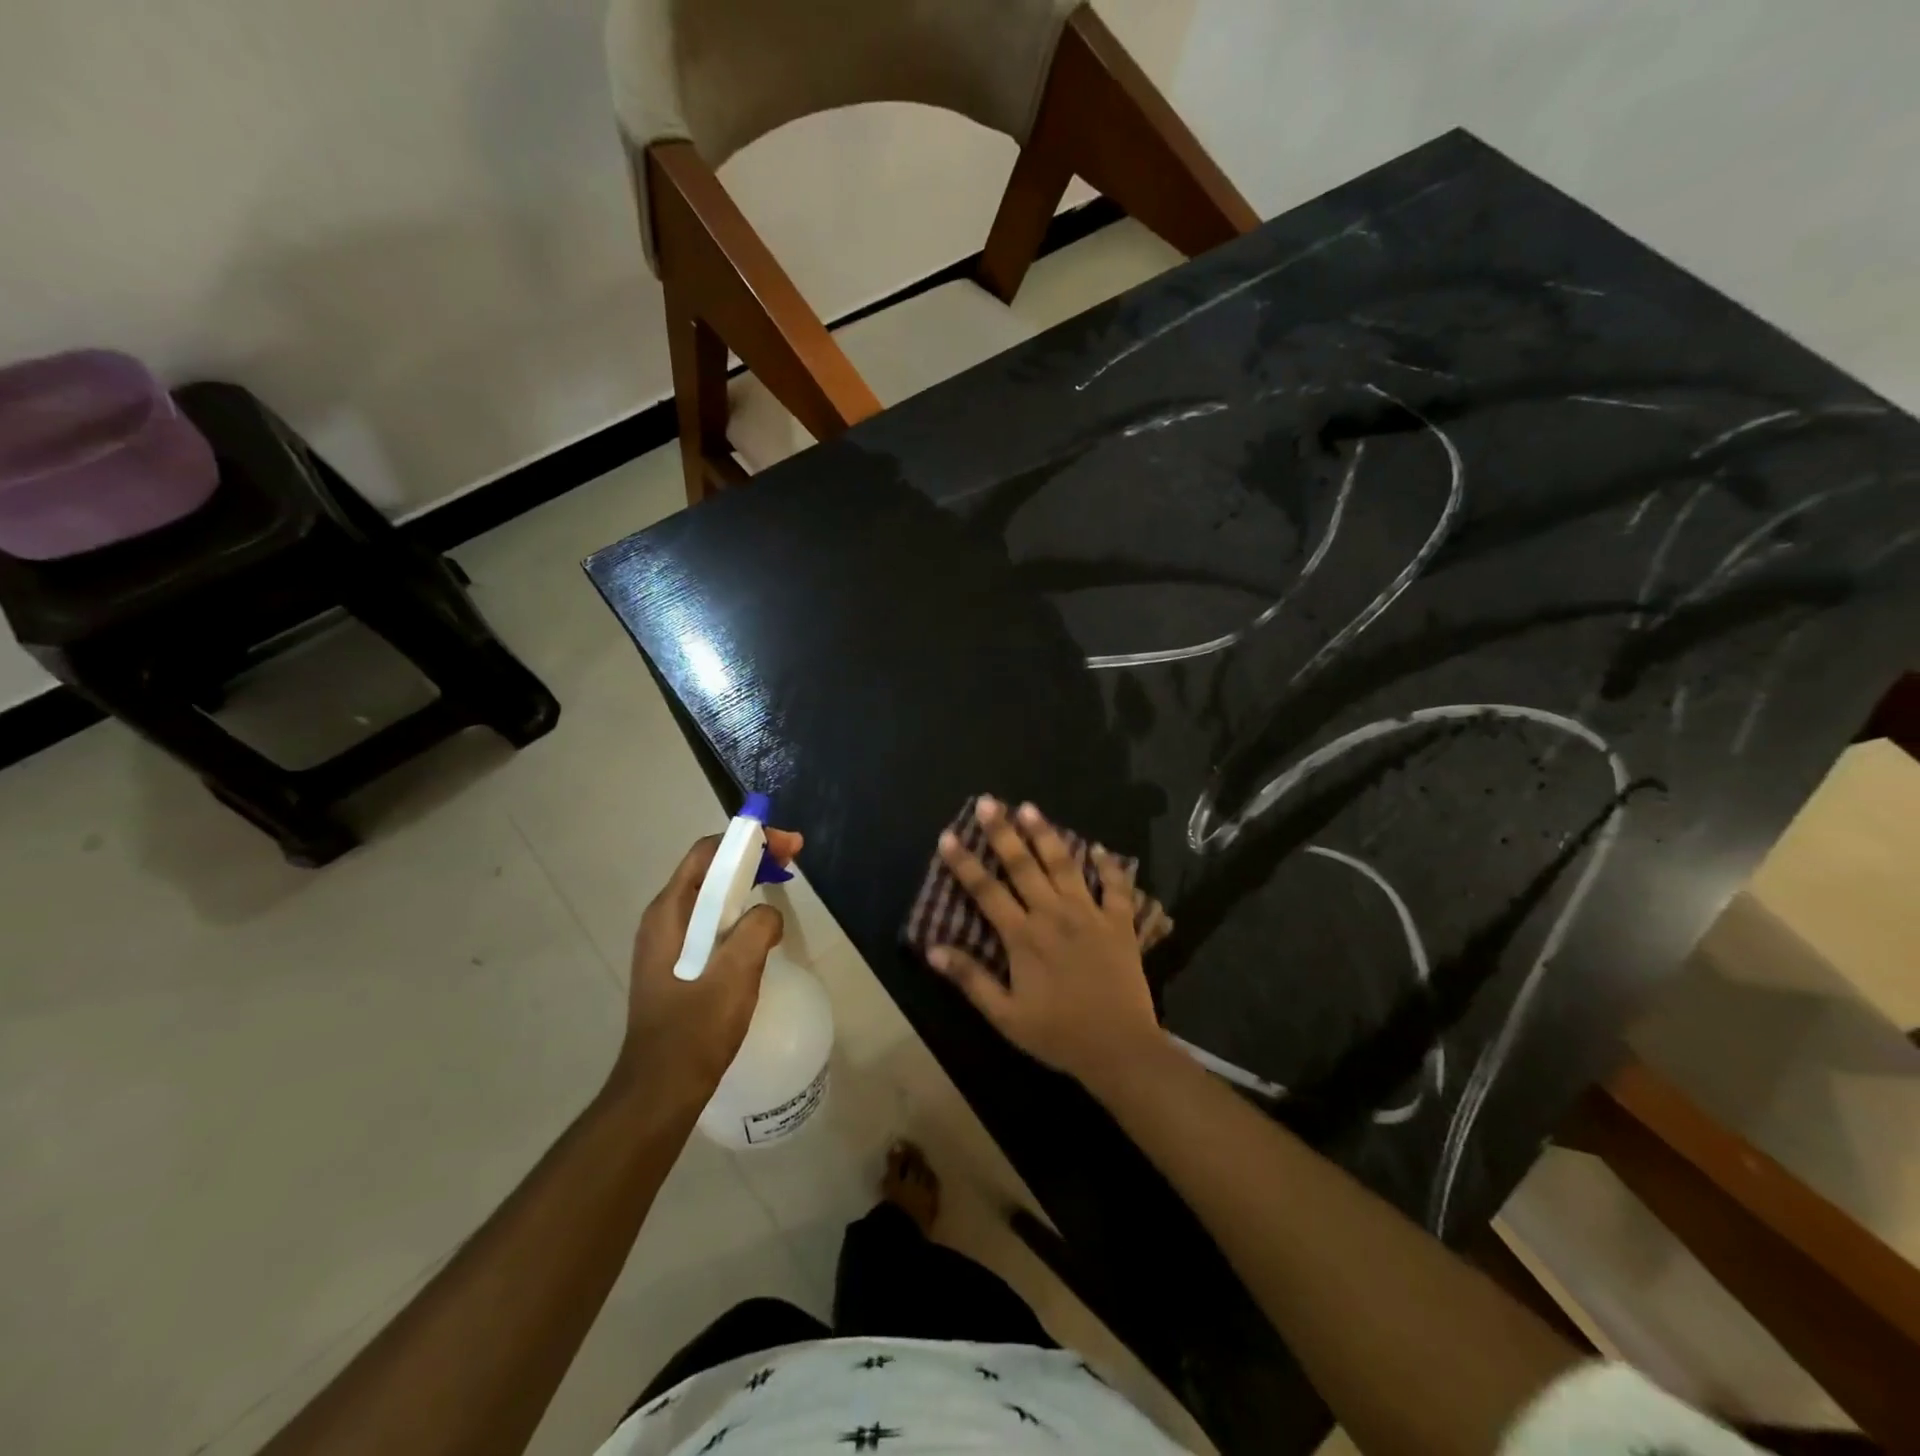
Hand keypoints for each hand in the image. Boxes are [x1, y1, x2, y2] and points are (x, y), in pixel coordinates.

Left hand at [613, 827, 803, 1096]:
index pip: (708, 853)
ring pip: (712, 897)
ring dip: (747, 884)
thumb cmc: (696, 1028)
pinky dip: (739, 912)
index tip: (788, 845)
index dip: (748, 840)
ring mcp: (668, 943)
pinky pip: (712, 922)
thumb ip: (758, 928)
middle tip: (792, 860)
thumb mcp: (736, 972)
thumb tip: (767, 915)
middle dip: (751, 858)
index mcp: (669, 912)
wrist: (662, 1088)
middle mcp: (663, 919)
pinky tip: (761, 929)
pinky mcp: (678, 964)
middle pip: (710, 870)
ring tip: (781, 885)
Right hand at [926, 797, 1161, 1087]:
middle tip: (988, 802)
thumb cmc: (1058, 1035)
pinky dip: (1108, 866)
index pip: (986, 890)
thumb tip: (933, 948)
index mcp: (1024, 937)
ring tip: (1030, 808)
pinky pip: (1116, 887)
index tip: (949, 836)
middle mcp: (1054, 915)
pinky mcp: (1120, 923)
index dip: (964, 862)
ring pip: (1064, 865)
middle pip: (1023, 865)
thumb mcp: (1005, 1016)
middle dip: (1002, 832)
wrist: (1120, 1049)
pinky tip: (1099, 848)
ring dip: (1046, 835)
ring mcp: (1090, 915)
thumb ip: (970, 979)